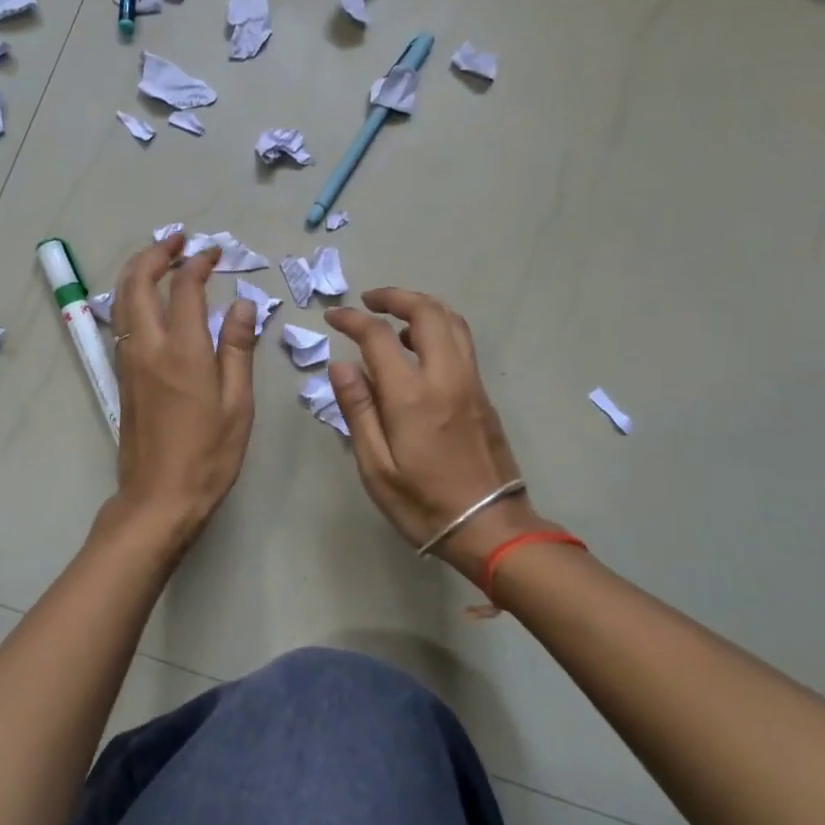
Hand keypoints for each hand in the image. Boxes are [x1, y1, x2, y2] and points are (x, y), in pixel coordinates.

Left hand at [109, 235, 257, 544]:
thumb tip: (243, 305)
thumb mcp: (237, 404)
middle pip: (139, 281)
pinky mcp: (122, 376)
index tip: (214, 252)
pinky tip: (150, 299)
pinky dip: (133, 295)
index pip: (185, 287)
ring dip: (139, 270)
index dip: (199, 262)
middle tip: (180, 239)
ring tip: (162, 258)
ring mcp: (129, 360)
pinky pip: (122, 320)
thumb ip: (237, 349)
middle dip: (157, 252)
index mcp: (183, 350)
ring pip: (122, 298)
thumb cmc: (208, 455)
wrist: (159, 498)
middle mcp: (148, 346)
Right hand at [325, 288, 553, 579]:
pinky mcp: (483, 395)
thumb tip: (341, 365)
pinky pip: (462, 342)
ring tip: (394, 315)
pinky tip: (418, 346)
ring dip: (422, 306)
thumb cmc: (423, 504)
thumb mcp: (376, 467)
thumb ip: (358, 410)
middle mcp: (446, 377)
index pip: (378, 337)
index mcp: (412, 396)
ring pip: (452, 322)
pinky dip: (438, 327)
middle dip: (395, 296)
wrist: (491, 528)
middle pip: (426, 312)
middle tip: (368, 300)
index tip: (332, 316)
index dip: (352, 320)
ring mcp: (470, 383)